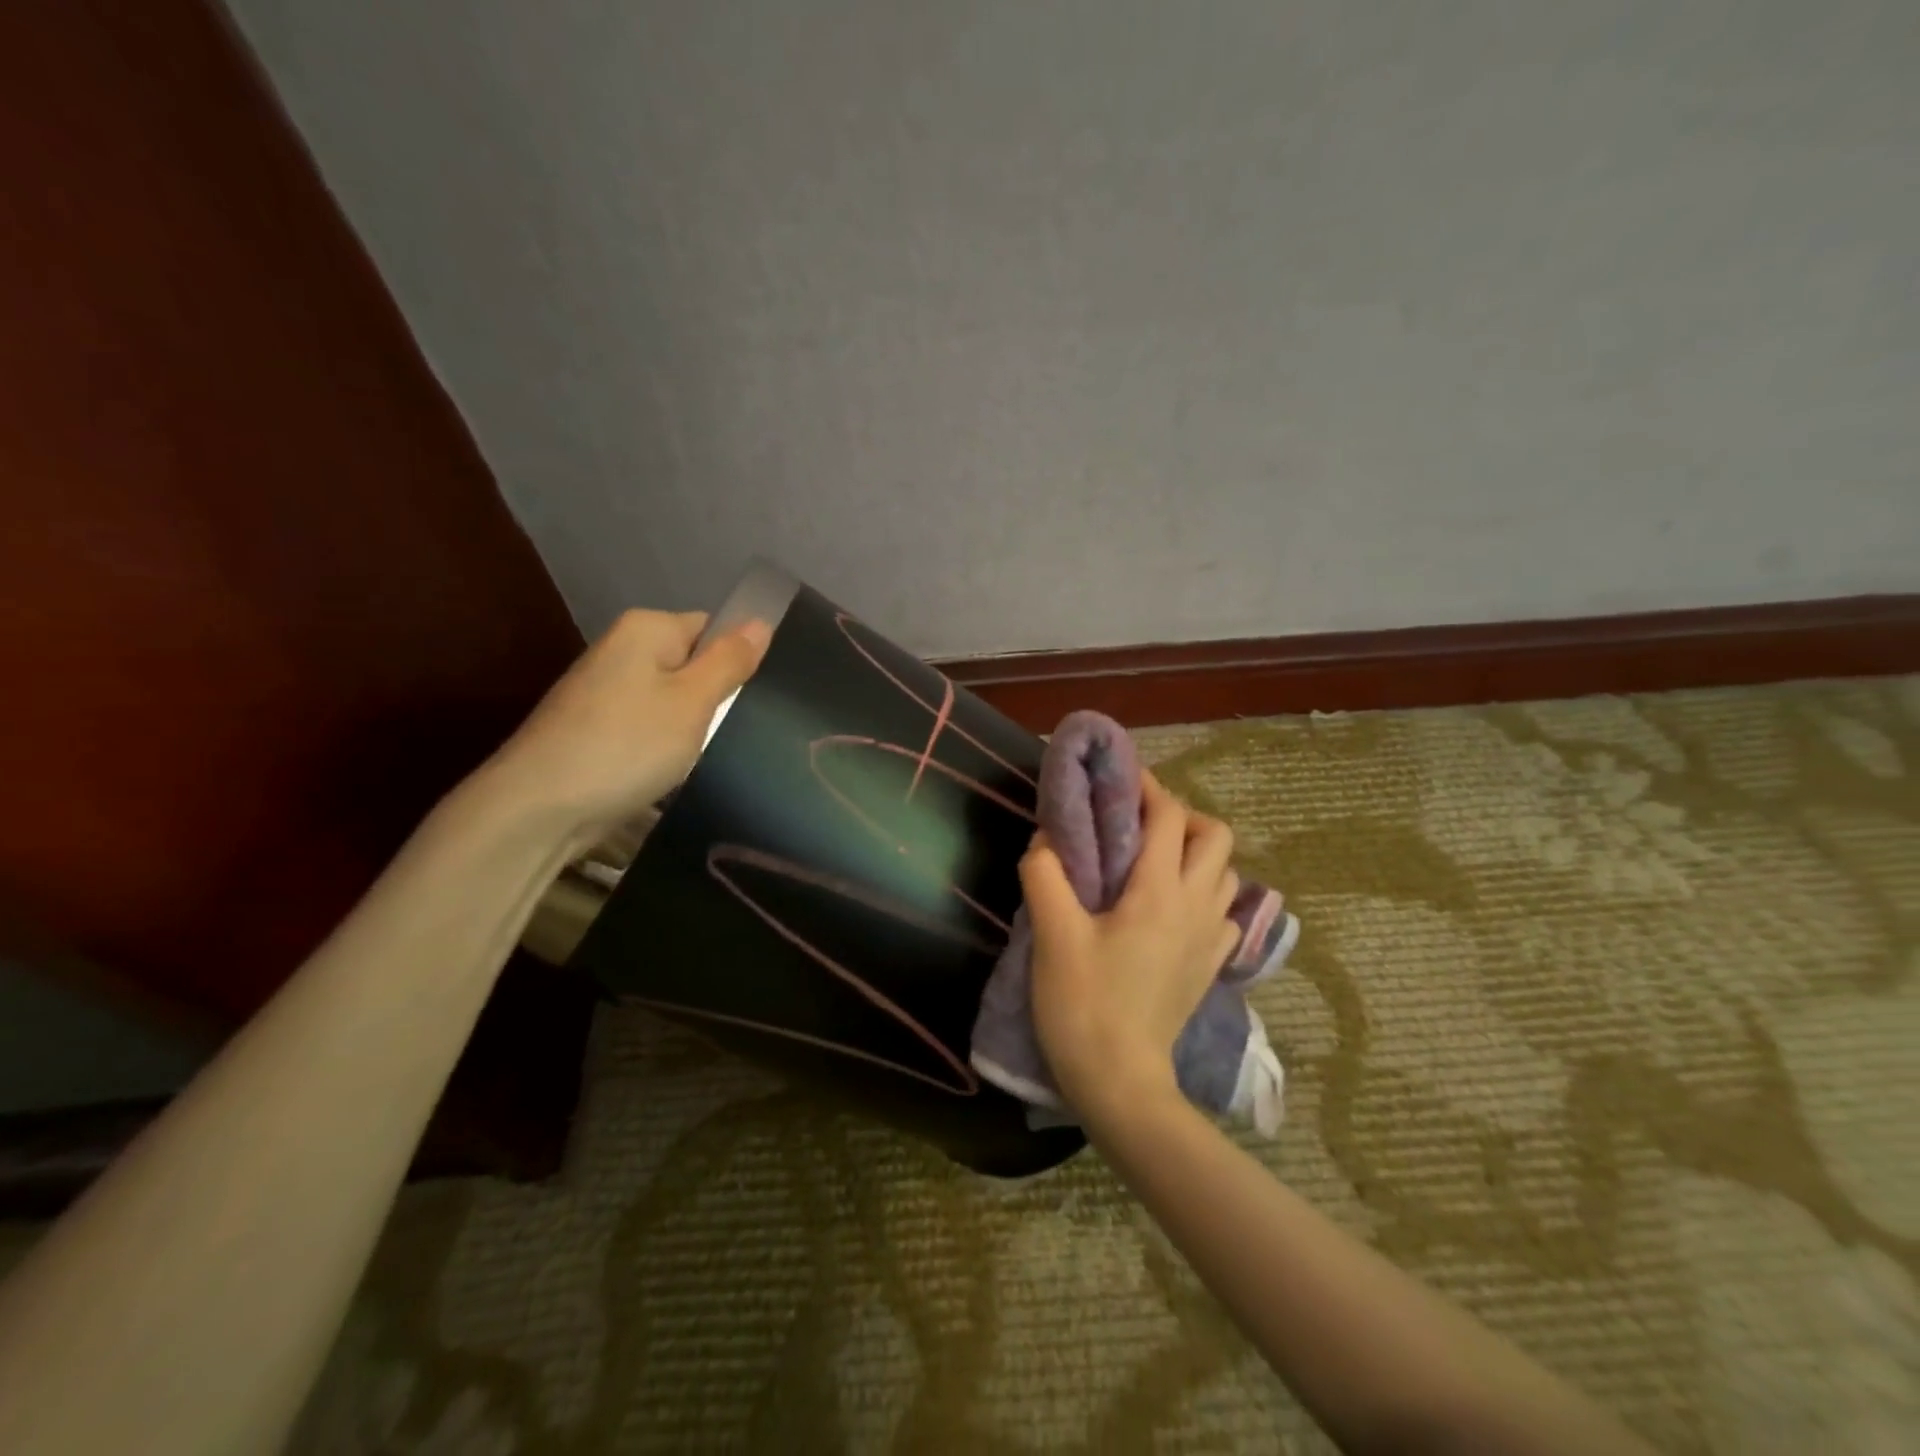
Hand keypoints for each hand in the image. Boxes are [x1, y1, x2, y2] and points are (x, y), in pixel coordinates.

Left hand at [478, 608, 770, 847]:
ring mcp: (604, 689)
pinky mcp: (595, 726)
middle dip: (714, 695)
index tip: (752, 700)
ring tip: (705, 753)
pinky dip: (663, 743)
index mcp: (647, 629)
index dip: (737, 660)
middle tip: (735, 729)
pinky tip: (669, 768)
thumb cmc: (626, 746)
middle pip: (691, 662)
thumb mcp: (693, 702)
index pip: (713, 628)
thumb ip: (729, 660)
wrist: (538, 808)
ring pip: (671, 697)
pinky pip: (647, 723)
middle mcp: (621, 648)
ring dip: (691, 724)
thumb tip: (761, 622)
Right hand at [1020, 772, 1240, 1121]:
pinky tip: (1172, 909)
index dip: (1146, 786)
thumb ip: (1045, 875)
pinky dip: (1205, 893)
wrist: (1121, 1083)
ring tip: (1152, 862)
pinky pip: (1224, 911)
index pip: (1168, 816)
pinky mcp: (1211, 966)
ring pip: (1225, 871)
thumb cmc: (1083, 1005)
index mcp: (1158, 891)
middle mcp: (1196, 906)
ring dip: (1195, 853)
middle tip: (1136, 826)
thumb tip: (1047, 839)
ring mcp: (1211, 938)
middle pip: (1214, 835)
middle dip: (1179, 816)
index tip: (1117, 779)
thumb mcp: (1053, 935)